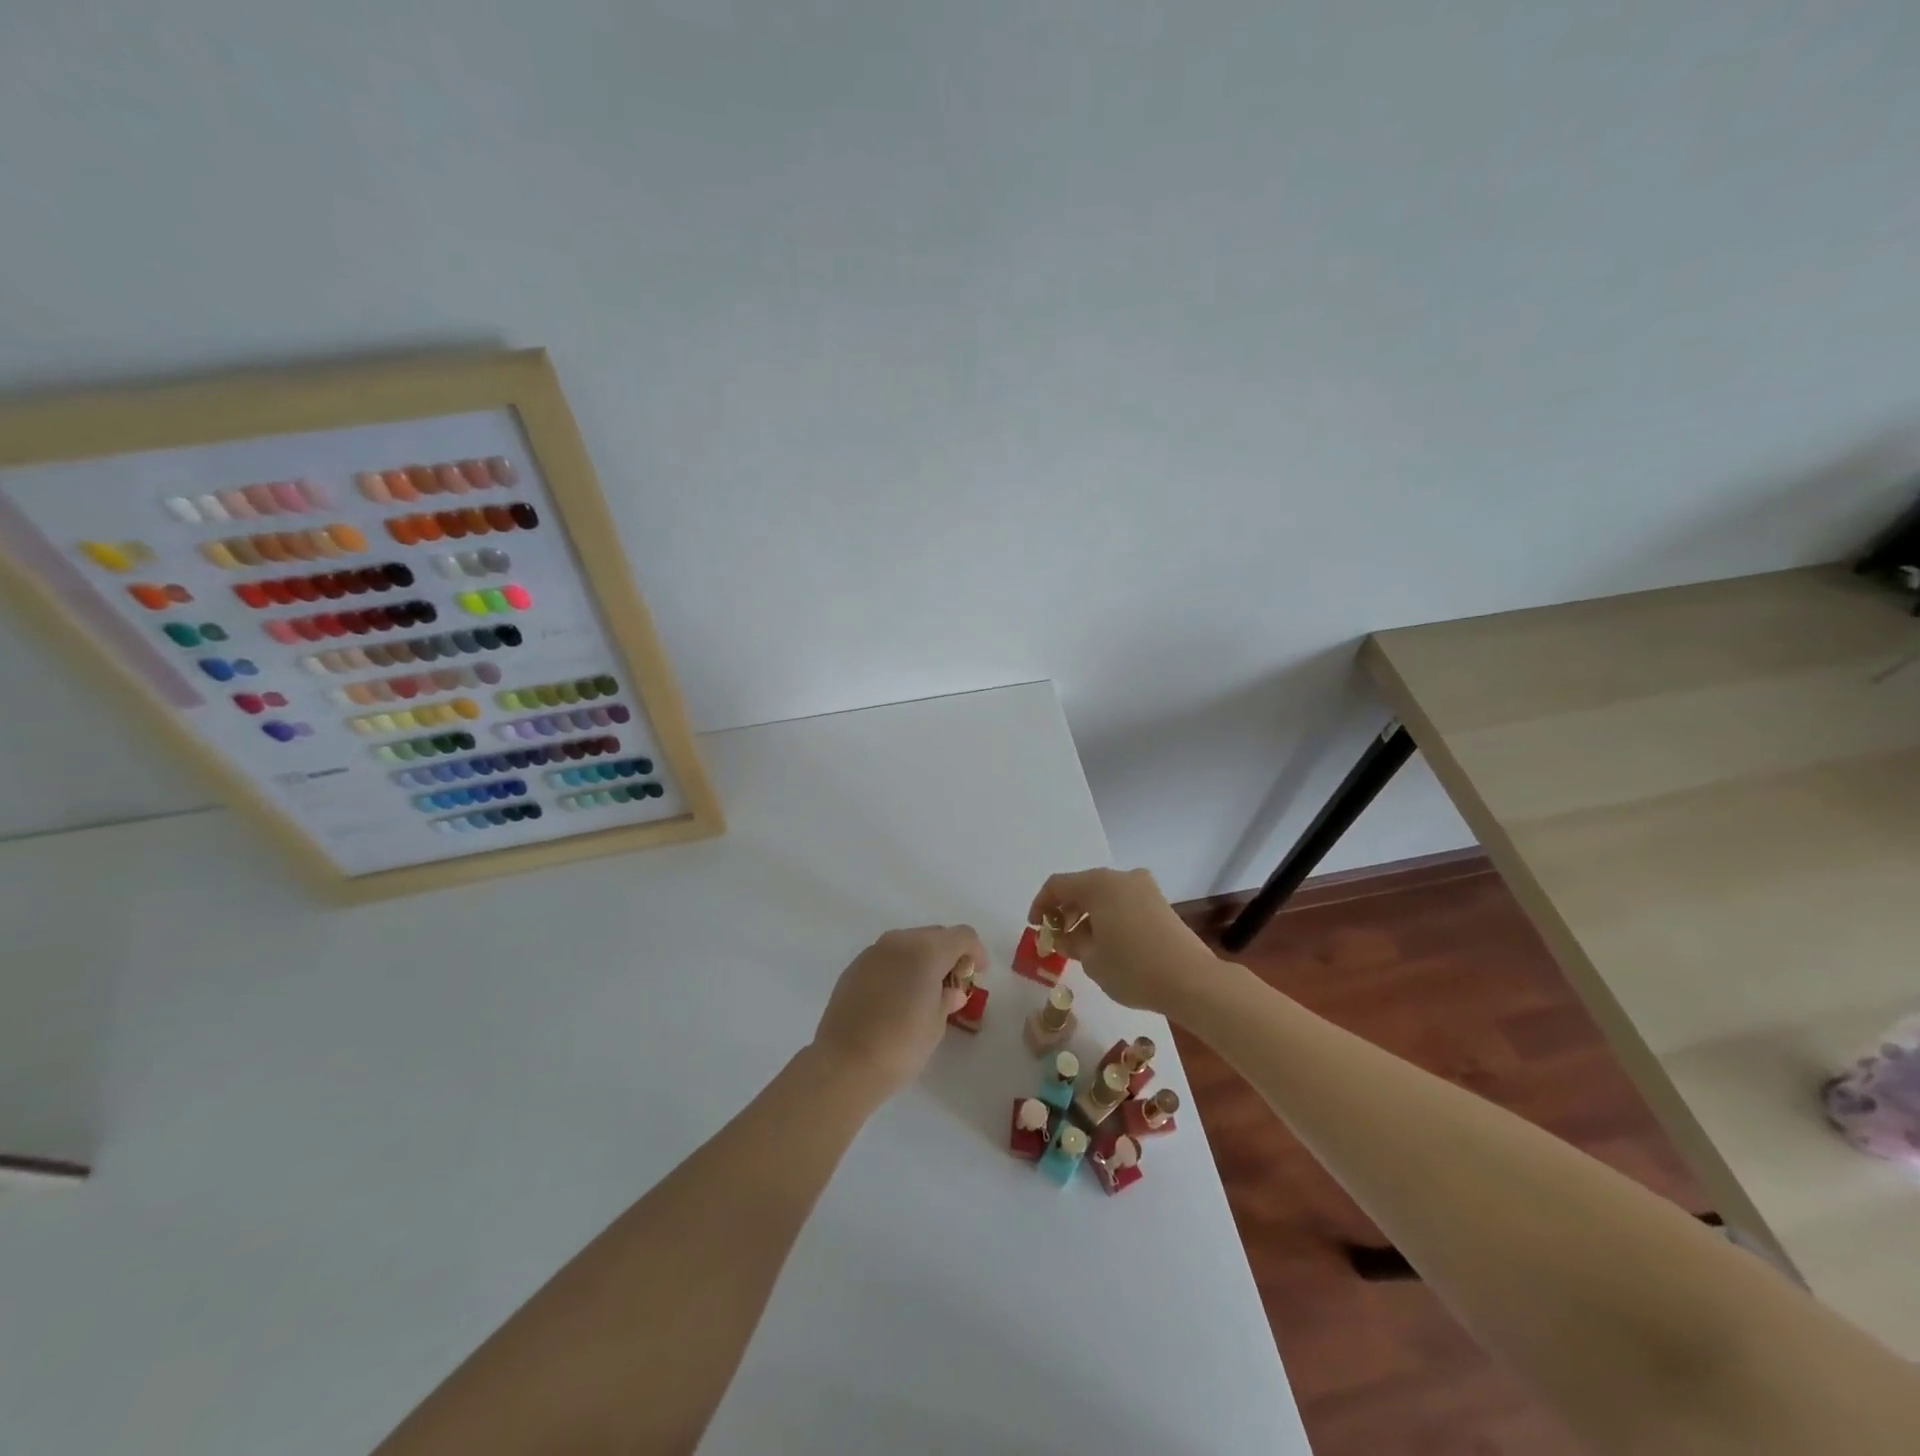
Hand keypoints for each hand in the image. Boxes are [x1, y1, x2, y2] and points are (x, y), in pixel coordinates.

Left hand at [810, 924, 985, 1099]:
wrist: (844, 1064)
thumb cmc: (901, 1046)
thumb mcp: (936, 1025)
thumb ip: (947, 999)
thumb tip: (952, 991)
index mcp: (926, 951)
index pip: (962, 936)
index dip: (976, 951)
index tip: (978, 973)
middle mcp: (899, 942)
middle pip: (935, 935)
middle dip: (949, 954)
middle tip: (954, 984)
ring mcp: (873, 952)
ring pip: (908, 943)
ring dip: (923, 959)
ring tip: (925, 991)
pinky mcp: (854, 967)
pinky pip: (886, 957)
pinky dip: (899, 968)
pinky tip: (897, 997)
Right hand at [1028, 867, 1214, 1015]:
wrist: (1192, 980)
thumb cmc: (1133, 968)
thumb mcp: (1091, 960)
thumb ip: (1071, 943)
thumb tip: (1066, 937)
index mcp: (1098, 884)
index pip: (1057, 885)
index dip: (1040, 904)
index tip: (1035, 927)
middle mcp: (1121, 878)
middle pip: (1082, 887)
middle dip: (1065, 910)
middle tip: (1057, 937)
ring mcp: (1144, 888)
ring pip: (1104, 895)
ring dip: (1087, 915)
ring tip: (1081, 945)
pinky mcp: (1160, 903)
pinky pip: (1123, 902)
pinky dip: (1108, 917)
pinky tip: (1107, 943)